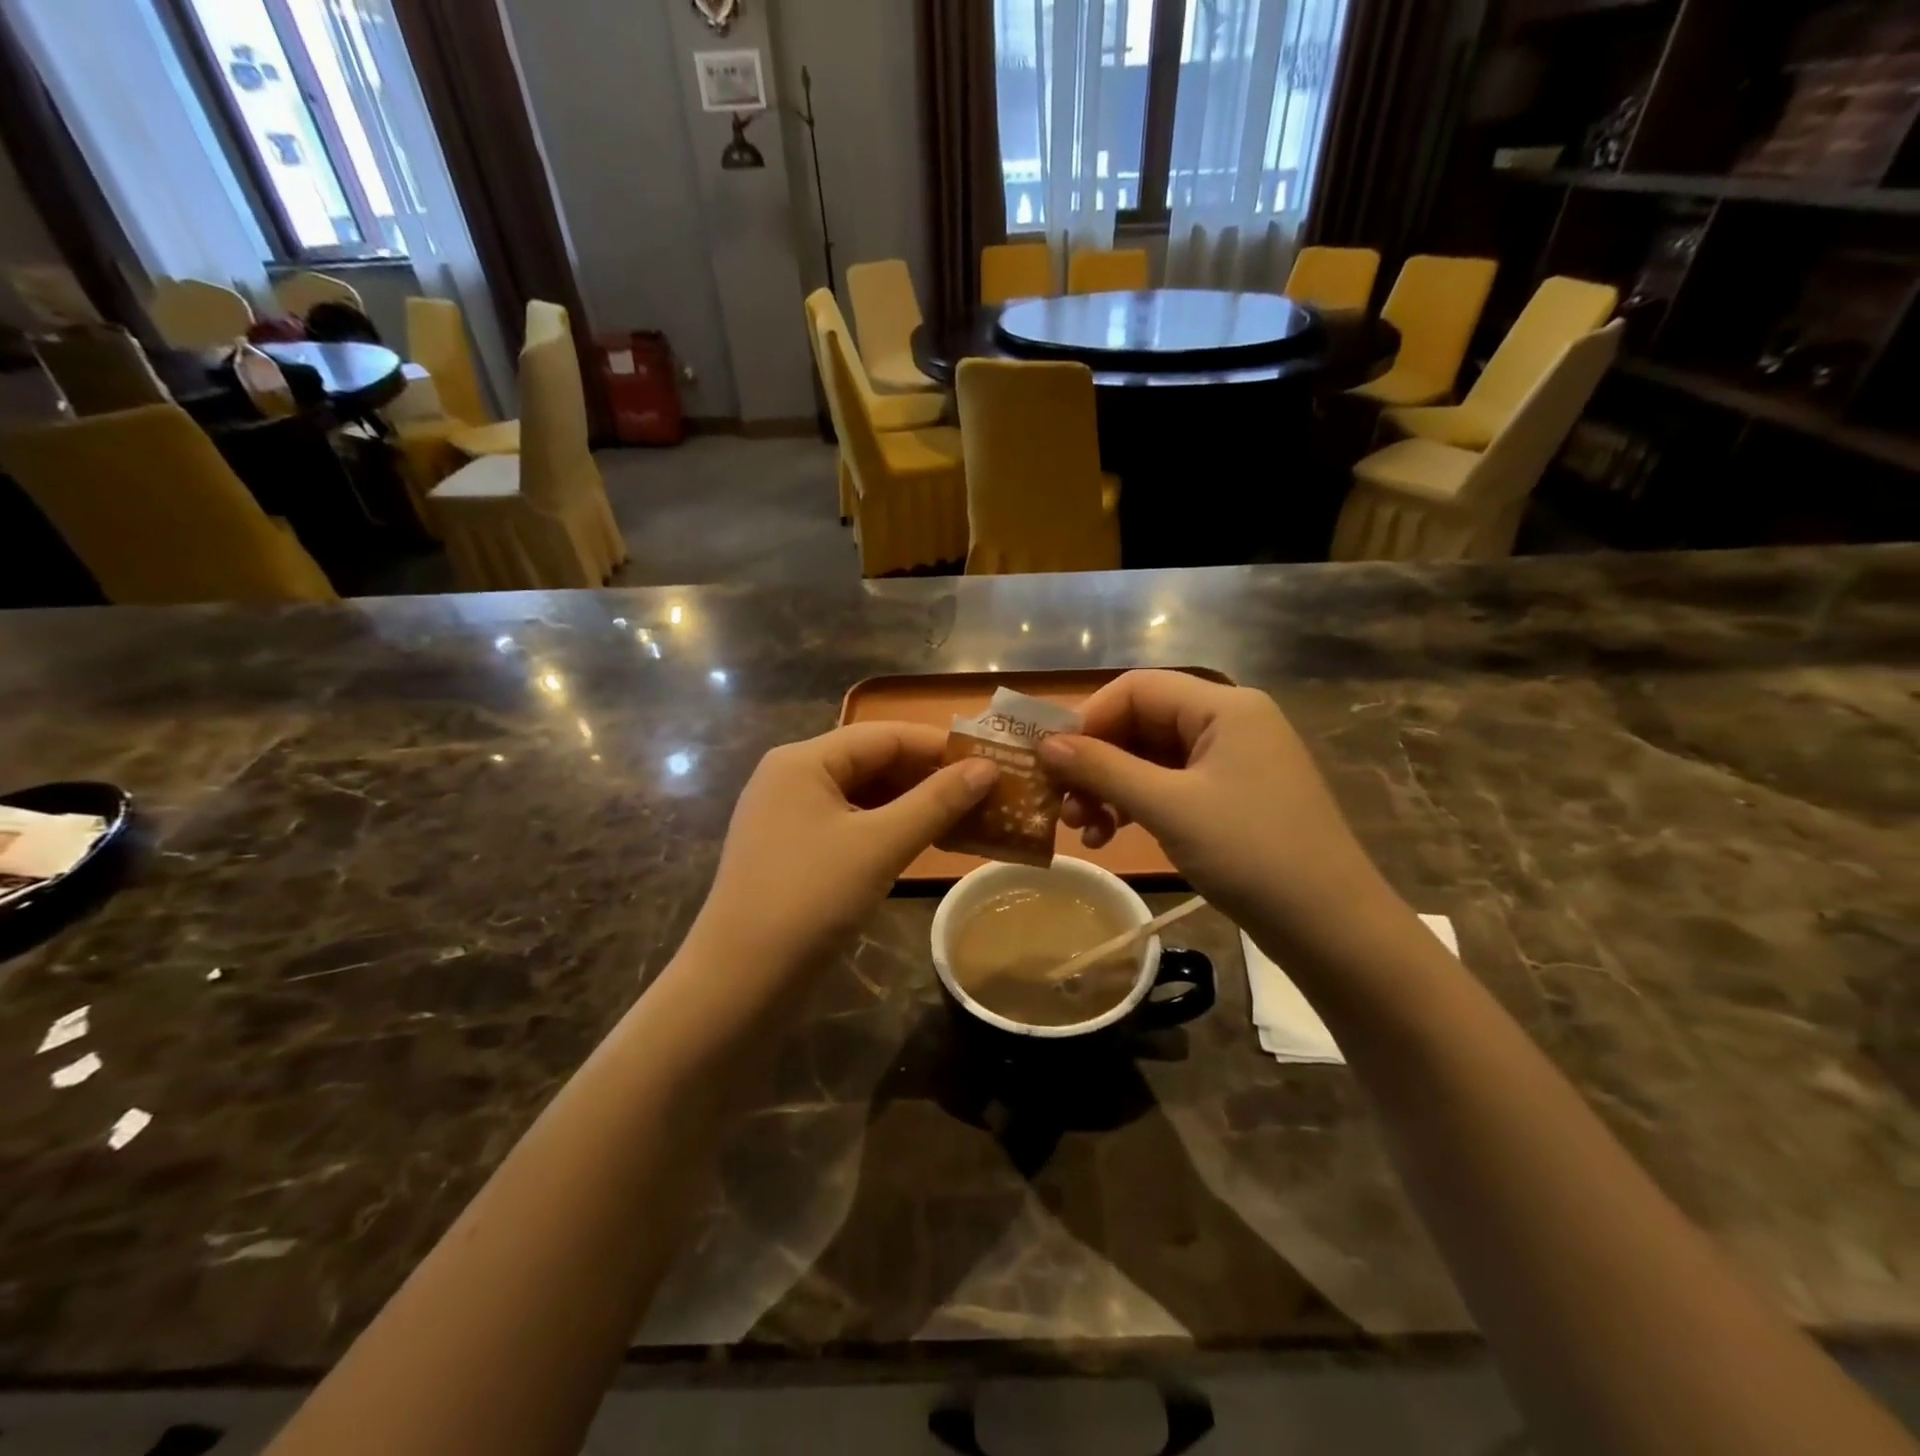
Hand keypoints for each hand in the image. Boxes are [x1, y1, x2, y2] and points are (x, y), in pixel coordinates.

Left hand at [687, 723, 995, 979]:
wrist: (739, 982)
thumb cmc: (810, 899)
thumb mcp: (880, 845)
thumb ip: (936, 802)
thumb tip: (988, 767)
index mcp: (803, 760)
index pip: (883, 735)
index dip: (938, 745)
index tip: (989, 761)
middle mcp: (791, 777)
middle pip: (871, 761)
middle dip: (927, 776)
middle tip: (984, 792)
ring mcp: (788, 816)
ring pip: (862, 795)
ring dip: (911, 804)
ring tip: (964, 816)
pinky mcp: (792, 850)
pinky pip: (849, 824)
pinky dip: (887, 828)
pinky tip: (922, 842)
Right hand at [1040, 671, 1394, 961]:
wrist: (1331, 927)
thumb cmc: (1251, 854)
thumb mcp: (1168, 807)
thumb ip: (1103, 769)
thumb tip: (1045, 745)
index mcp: (1224, 706)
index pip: (1136, 689)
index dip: (1087, 719)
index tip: (1050, 761)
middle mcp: (1230, 722)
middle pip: (1142, 722)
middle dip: (1096, 761)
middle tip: (1062, 804)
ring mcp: (1234, 761)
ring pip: (1152, 758)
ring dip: (1111, 787)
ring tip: (1084, 829)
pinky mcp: (1233, 796)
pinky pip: (1171, 785)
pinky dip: (1137, 804)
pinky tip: (1112, 834)